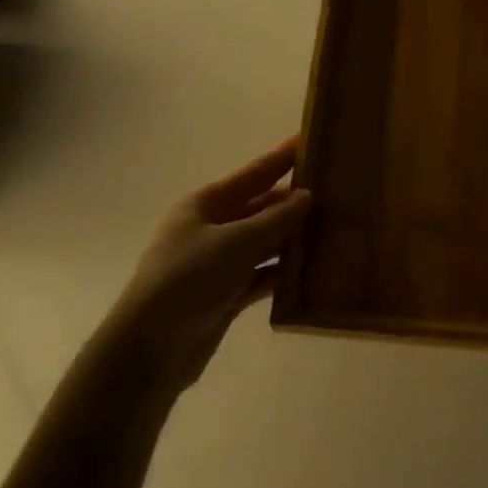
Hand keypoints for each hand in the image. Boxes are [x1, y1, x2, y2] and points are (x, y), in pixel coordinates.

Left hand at [112, 138, 312, 389]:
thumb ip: (275, 219)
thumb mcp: (236, 242)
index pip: (254, 173)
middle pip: (260, 207)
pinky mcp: (224, 295)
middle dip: (294, 200)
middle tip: (337, 190)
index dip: (283, 157)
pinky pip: (261, 275)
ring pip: (263, 242)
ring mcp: (217, 263)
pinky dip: (283, 272)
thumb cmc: (189, 280)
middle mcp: (211, 228)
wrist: (150, 348)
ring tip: (334, 228)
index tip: (311, 139)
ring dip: (292, 238)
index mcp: (206, 204)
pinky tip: (312, 271)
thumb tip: (306, 196)